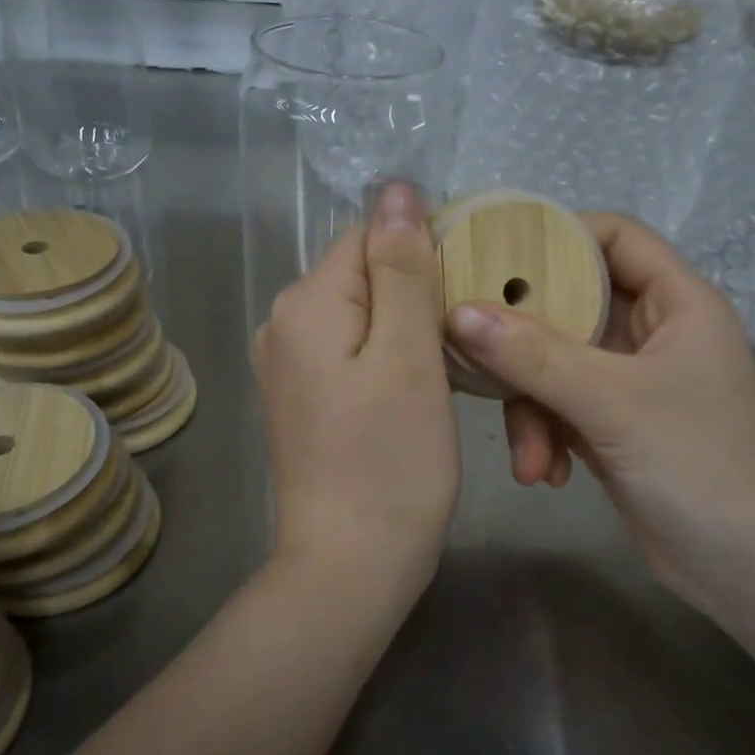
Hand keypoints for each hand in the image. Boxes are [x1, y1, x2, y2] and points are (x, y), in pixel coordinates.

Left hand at [255, 182, 459, 586]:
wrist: (350, 564)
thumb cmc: (391, 461)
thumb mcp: (408, 355)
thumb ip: (401, 268)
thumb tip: (395, 190)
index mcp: (306, 303)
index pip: (371, 236)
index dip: (427, 251)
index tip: (470, 293)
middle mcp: (284, 323)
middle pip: (365, 274)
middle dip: (419, 292)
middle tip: (468, 339)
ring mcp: (289, 363)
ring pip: (364, 314)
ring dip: (410, 327)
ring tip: (452, 365)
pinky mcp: (304, 396)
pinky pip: (354, 350)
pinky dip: (390, 356)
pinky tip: (420, 386)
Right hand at [444, 214, 754, 603]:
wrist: (746, 569)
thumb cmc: (699, 466)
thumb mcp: (613, 403)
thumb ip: (534, 356)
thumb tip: (458, 313)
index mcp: (677, 302)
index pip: (616, 236)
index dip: (560, 236)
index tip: (496, 255)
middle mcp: (654, 331)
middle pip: (571, 304)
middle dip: (526, 343)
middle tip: (476, 354)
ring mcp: (632, 379)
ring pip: (556, 362)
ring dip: (533, 408)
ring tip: (530, 458)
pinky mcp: (614, 422)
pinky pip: (560, 405)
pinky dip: (546, 435)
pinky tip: (545, 475)